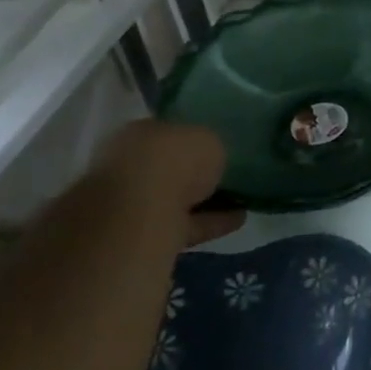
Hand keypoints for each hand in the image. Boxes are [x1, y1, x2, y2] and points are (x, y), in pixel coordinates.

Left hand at [92, 120, 241, 245]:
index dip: (192, 138)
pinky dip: (211, 223)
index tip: (216, 146)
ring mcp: (132, 205)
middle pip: (168, 168)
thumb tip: (211, 158)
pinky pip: (185, 225)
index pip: (167, 132)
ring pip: (175, 199)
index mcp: (137, 134)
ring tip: (243, 199)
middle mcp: (127, 167)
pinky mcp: (144, 237)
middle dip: (195, 173)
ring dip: (206, 200)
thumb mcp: (207, 139)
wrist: (141, 216)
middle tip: (228, 174)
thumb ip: (209, 147)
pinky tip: (239, 219)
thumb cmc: (171, 161)